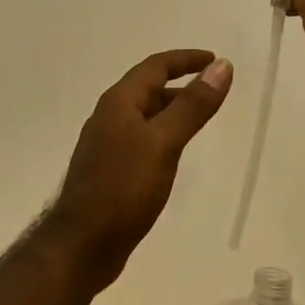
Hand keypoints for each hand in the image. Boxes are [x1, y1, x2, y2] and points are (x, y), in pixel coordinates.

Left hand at [47, 50, 233, 281]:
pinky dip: (163, 135)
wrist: (82, 245)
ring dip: (172, 110)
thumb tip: (221, 66)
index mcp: (119, 103)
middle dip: (181, 84)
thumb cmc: (123, 189)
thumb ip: (193, 105)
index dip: (186, 60)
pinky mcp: (109, 171)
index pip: (155, 66)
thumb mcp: (164, 143)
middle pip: (148, 89)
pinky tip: (174, 154)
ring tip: (200, 118)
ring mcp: (106, 145)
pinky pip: (141, 140)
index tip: (215, 60)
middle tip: (213, 91)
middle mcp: (109, 117)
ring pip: (144, 116)